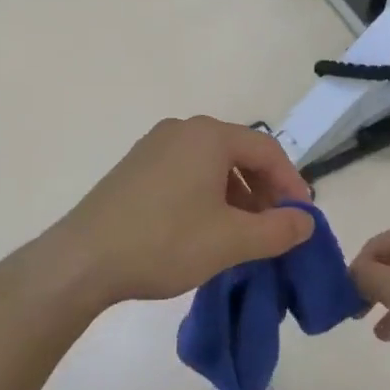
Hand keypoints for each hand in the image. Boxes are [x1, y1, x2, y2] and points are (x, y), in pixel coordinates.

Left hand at [50, 117, 315, 307]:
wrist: (84, 258)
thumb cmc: (165, 241)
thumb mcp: (231, 241)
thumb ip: (278, 229)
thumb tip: (305, 221)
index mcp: (208, 136)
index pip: (267, 149)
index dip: (291, 183)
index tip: (301, 219)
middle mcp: (182, 130)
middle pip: (239, 154)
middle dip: (263, 191)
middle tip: (274, 228)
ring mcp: (153, 146)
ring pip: (211, 166)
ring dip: (236, 197)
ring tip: (242, 235)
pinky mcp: (135, 167)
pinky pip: (185, 173)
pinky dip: (206, 197)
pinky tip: (205, 231)